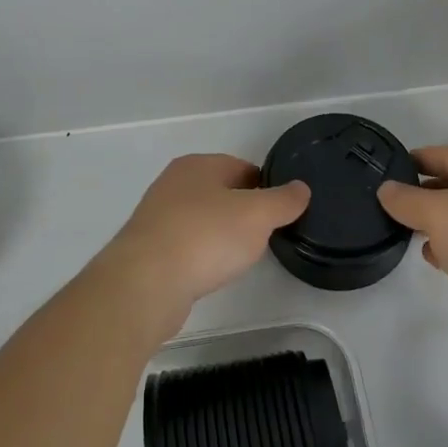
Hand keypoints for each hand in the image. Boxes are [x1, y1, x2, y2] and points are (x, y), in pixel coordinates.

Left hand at [89, 154, 309, 340]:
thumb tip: (301, 188)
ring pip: (202, 219)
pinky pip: (185, 244)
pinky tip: (210, 272)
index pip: (241, 167)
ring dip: (220, 234)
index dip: (265, 186)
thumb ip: (283, 201)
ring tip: (239, 256)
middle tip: (264, 235)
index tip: (281, 211)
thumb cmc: (206, 237)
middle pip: (220, 192)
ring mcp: (157, 215)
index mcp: (198, 165)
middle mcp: (173, 183)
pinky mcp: (148, 248)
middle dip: (243, 211)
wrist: (146, 281)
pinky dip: (201, 254)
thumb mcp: (258, 215)